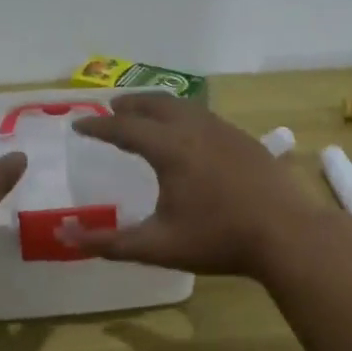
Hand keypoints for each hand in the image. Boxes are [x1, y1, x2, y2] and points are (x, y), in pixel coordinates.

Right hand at [65, 94, 325, 276]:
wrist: (287, 234)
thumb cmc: (218, 239)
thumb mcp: (157, 246)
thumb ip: (108, 243)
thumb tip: (64, 236)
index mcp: (169, 148)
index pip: (123, 128)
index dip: (97, 126)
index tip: (77, 124)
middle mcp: (194, 129)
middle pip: (154, 104)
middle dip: (128, 105)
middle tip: (111, 110)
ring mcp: (224, 130)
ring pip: (183, 106)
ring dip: (157, 106)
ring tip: (145, 114)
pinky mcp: (245, 139)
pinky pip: (204, 116)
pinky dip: (183, 116)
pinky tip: (189, 134)